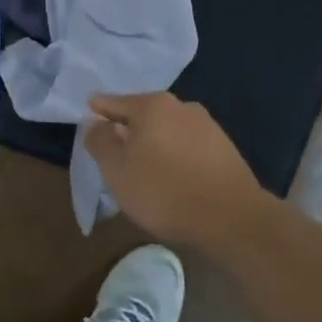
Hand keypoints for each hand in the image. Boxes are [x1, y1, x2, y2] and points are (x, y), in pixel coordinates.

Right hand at [84, 92, 269, 250]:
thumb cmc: (163, 190)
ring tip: (144, 166)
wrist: (232, 219)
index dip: (99, 109)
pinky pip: (189, 148)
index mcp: (152, 105)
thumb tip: (94, 122)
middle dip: (129, 128)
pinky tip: (173, 176)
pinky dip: (176, 156)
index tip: (89, 112)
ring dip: (155, 143)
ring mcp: (208, 127)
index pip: (115, 102)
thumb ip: (100, 141)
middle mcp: (182, 106)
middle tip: (114, 147)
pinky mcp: (226, 151)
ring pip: (169, 131)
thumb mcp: (116, 169)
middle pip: (144, 114)